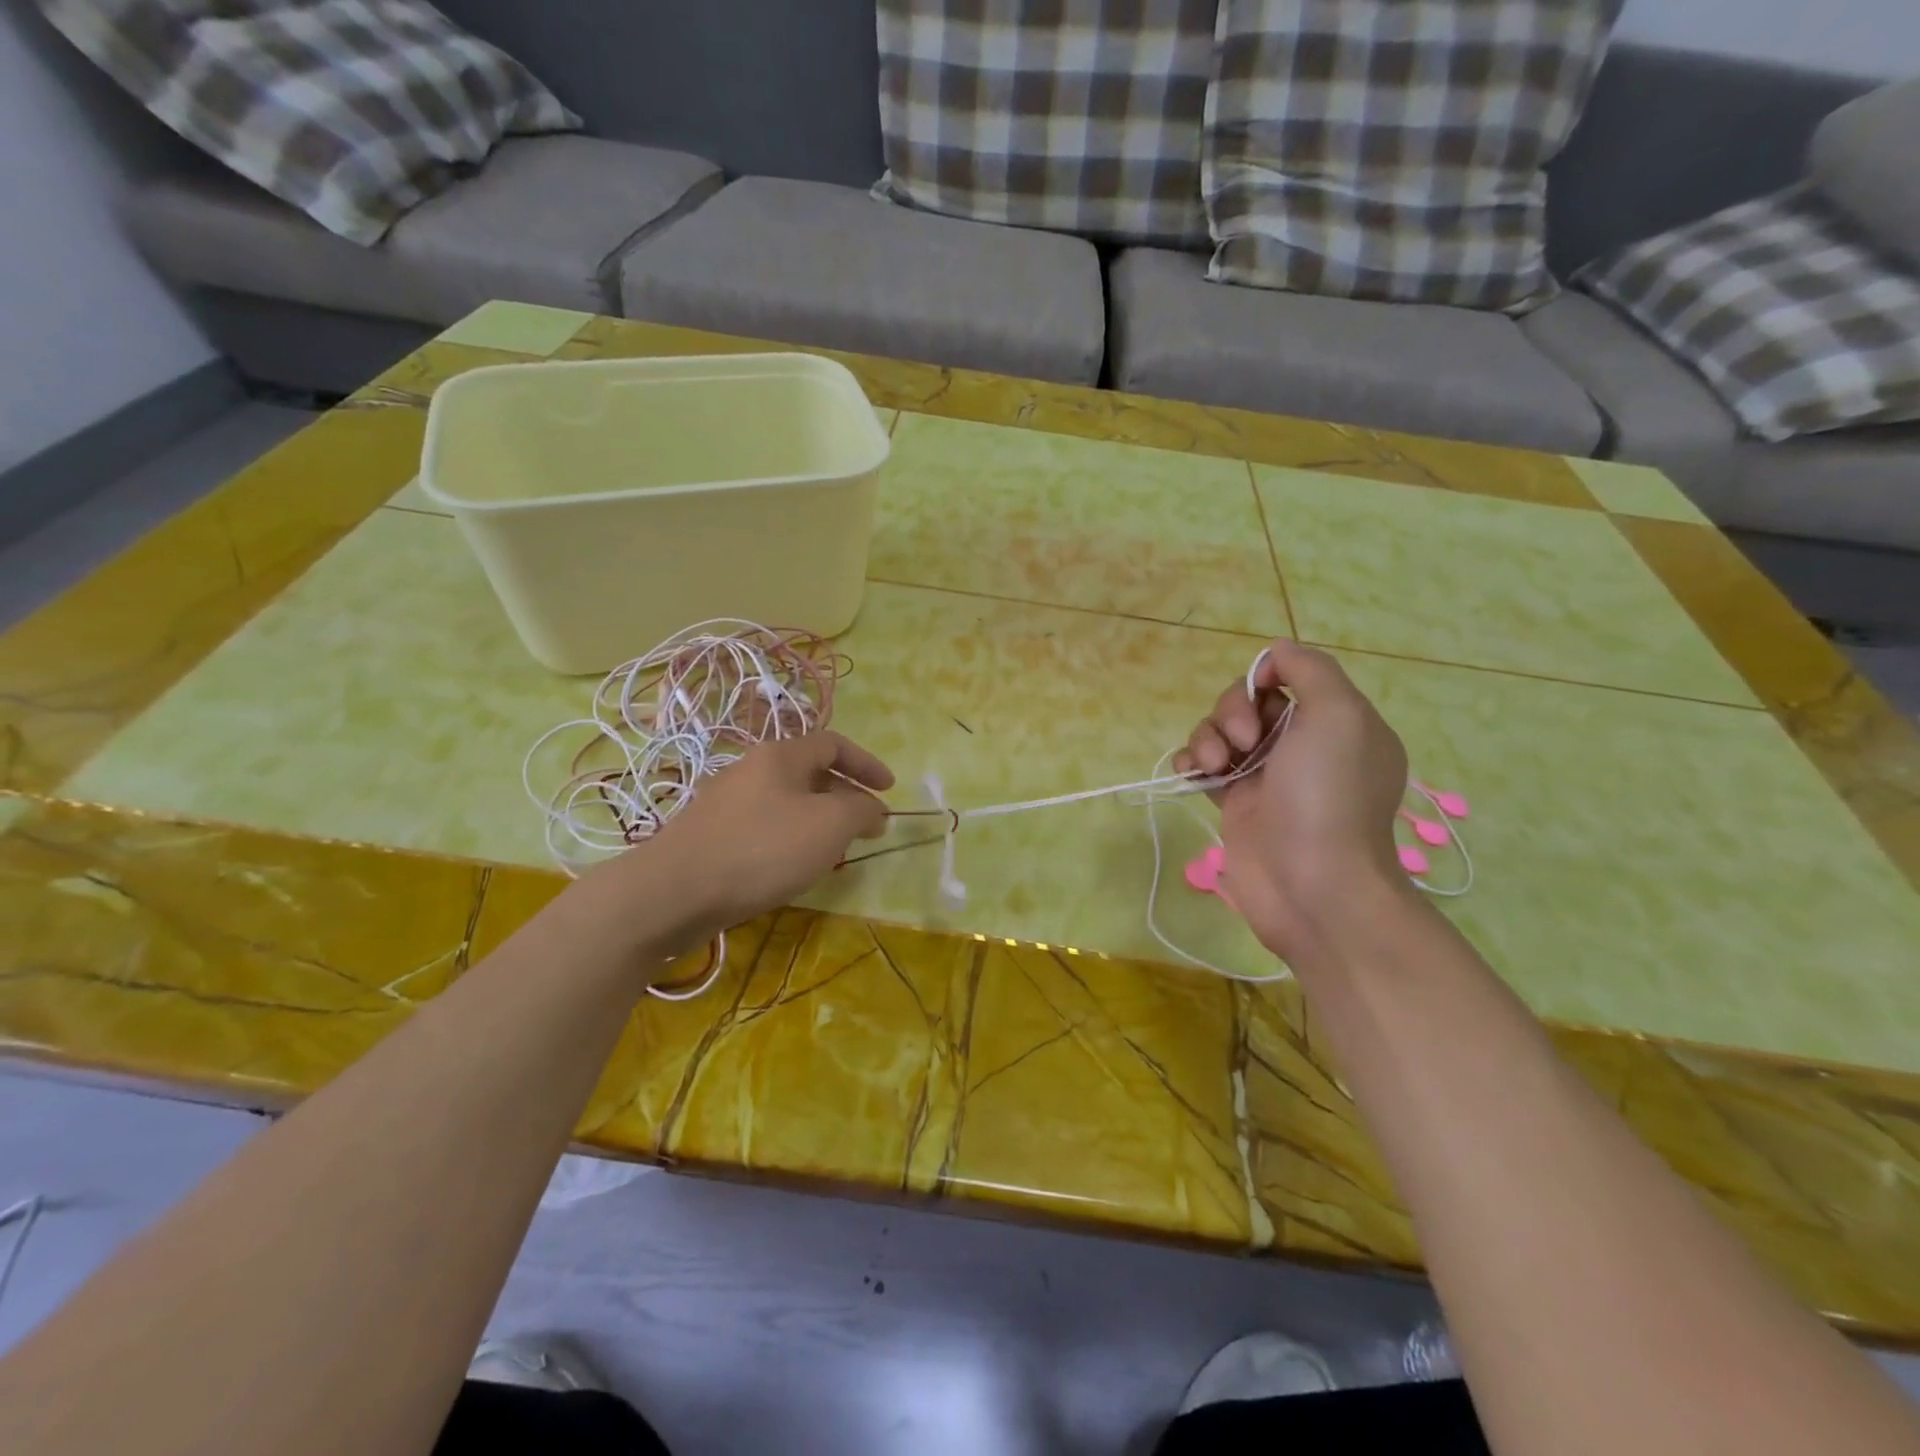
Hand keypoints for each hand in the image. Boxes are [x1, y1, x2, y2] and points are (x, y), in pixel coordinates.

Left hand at [586, 732, 893, 954]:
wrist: (673, 892)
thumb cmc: (761, 849)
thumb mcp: (828, 825)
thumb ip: (861, 811)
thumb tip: (875, 810)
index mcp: (779, 756)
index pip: (833, 744)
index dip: (867, 763)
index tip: (890, 790)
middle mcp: (751, 770)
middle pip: (810, 773)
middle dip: (845, 797)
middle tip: (866, 827)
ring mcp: (726, 802)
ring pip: (787, 802)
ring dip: (819, 820)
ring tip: (834, 851)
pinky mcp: (711, 835)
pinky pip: (765, 826)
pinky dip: (791, 839)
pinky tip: (791, 868)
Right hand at [1173, 640, 1411, 959]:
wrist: (1313, 883)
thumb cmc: (1328, 794)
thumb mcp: (1339, 713)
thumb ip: (1309, 669)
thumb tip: (1274, 654)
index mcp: (1336, 721)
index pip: (1287, 677)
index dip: (1264, 679)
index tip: (1261, 696)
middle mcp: (1302, 745)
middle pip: (1248, 702)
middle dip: (1232, 712)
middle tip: (1243, 742)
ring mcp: (1266, 776)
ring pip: (1220, 733)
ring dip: (1207, 739)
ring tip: (1214, 768)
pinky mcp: (1235, 803)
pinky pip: (1203, 766)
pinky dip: (1190, 763)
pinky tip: (1191, 775)